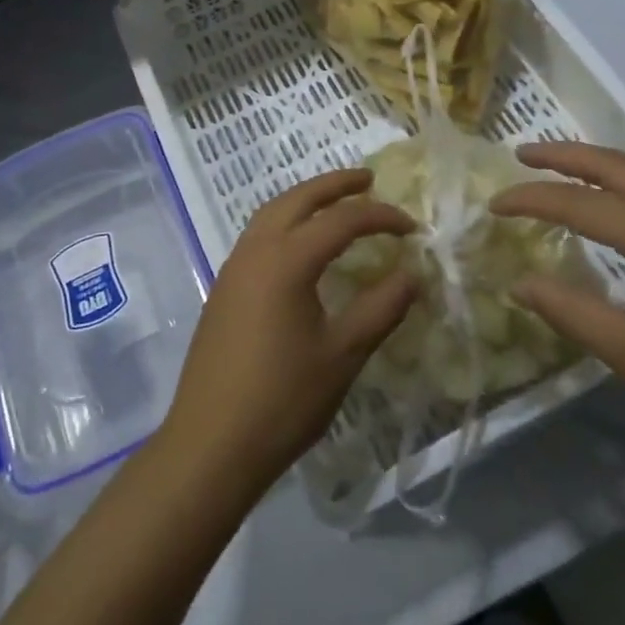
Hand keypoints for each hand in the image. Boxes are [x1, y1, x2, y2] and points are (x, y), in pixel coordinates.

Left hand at [162, 169, 417, 497]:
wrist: (210, 444)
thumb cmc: (283, 399)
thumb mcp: (344, 354)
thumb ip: (381, 308)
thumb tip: (413, 274)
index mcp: (286, 259)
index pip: (342, 220)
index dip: (381, 217)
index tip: (412, 228)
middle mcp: (255, 250)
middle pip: (298, 198)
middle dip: (335, 185)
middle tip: (368, 180)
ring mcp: (233, 268)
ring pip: (272, 212)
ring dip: (305, 199)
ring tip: (336, 204)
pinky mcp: (223, 289)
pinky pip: (258, 235)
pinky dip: (286, 222)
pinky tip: (301, 247)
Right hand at [489, 142, 624, 465]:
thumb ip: (573, 314)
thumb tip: (520, 284)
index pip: (579, 202)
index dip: (530, 200)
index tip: (492, 206)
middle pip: (613, 164)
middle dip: (561, 155)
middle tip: (519, 155)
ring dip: (592, 167)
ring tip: (554, 174)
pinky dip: (620, 188)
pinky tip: (610, 212)